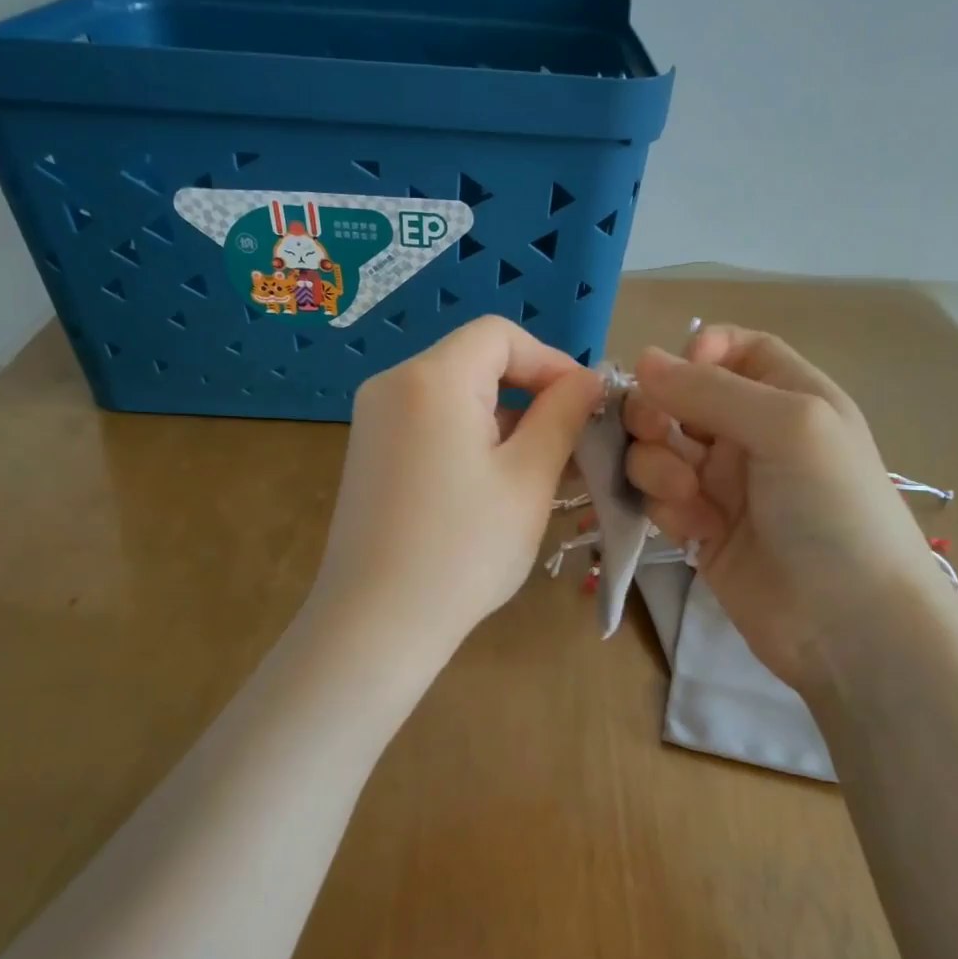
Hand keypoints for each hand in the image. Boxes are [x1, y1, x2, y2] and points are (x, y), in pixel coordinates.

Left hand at [312, 317, 602, 654]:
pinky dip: (470, 439)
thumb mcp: (528, 478)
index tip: (585, 405)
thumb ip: (562, 416)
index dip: (551, 361)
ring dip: (504, 421)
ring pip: (454, 396)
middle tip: (571, 443)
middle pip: (475, 362)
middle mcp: (392, 385)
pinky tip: (496, 485)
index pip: (500, 335)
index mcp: (431, 378)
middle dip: (531, 394)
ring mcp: (373, 421)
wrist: (376, 623)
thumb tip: (588, 380)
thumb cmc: (463, 549)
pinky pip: (430, 424)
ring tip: (543, 470)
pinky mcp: (369, 455)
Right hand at [622, 325, 937, 693]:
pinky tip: (694, 531)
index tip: (673, 374)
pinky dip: (666, 506)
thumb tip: (643, 359)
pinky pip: (659, 498)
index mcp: (787, 397)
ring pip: (659, 448)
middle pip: (680, 398)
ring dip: (657, 464)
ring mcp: (723, 484)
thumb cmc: (834, 510)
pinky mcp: (699, 529)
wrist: (848, 624)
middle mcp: (751, 434)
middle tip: (653, 432)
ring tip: (686, 494)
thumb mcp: (789, 426)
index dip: (698, 354)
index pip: (733, 351)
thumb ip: (712, 389)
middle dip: (656, 410)